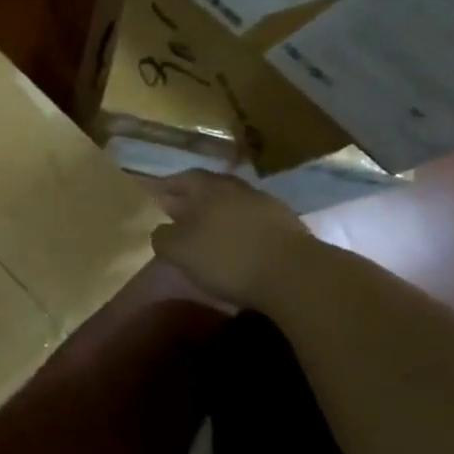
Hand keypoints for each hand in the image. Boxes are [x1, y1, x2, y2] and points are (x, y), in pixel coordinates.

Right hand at [150, 170, 313, 308]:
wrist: (296, 275)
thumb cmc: (227, 258)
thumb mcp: (179, 251)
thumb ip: (162, 237)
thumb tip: (161, 230)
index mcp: (209, 189)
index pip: (184, 178)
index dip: (168, 186)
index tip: (157, 195)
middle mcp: (238, 189)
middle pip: (212, 188)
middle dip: (194, 199)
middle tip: (181, 213)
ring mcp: (267, 206)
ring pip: (235, 204)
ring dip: (221, 214)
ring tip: (209, 231)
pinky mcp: (289, 227)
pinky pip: (255, 222)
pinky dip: (242, 229)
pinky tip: (239, 245)